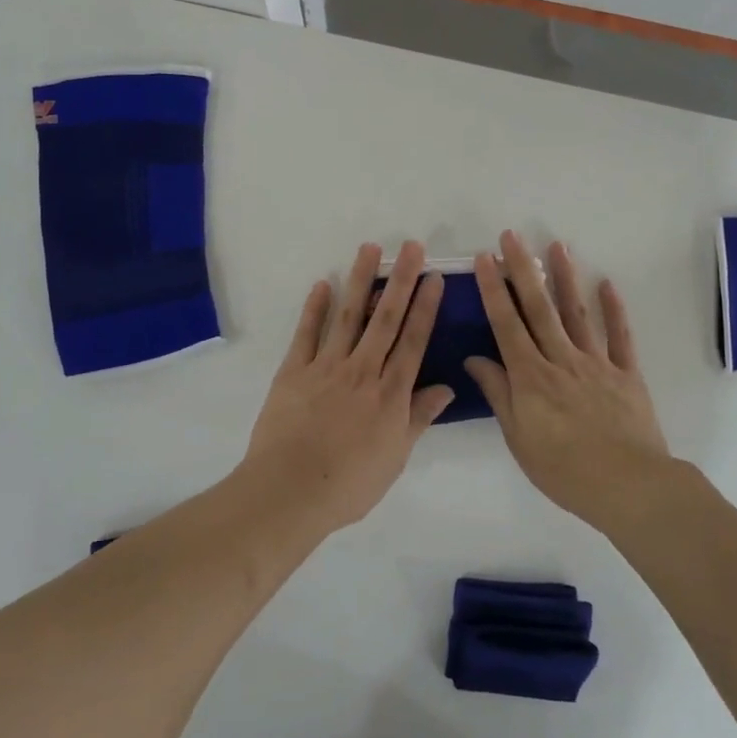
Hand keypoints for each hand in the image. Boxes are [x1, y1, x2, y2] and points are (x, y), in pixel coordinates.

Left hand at [241, 241, 453, 530]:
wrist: (290, 490)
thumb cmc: (349, 484)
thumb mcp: (395, 457)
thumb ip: (418, 417)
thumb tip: (445, 388)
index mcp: (390, 393)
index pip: (414, 341)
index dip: (426, 307)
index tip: (434, 277)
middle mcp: (362, 370)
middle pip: (386, 318)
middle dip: (401, 280)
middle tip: (411, 246)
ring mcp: (326, 366)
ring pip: (349, 315)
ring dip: (360, 280)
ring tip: (370, 249)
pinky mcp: (294, 371)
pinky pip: (307, 333)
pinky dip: (315, 307)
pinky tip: (322, 284)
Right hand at [464, 232, 672, 532]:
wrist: (629, 486)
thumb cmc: (564, 469)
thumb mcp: (519, 438)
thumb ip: (499, 394)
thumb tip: (475, 359)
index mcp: (531, 377)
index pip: (506, 324)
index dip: (493, 290)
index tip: (484, 259)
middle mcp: (561, 359)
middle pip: (539, 308)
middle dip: (523, 269)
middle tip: (512, 236)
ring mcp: (597, 363)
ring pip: (576, 313)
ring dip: (565, 278)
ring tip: (557, 246)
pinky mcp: (626, 374)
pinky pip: (620, 336)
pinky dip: (614, 310)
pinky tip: (607, 284)